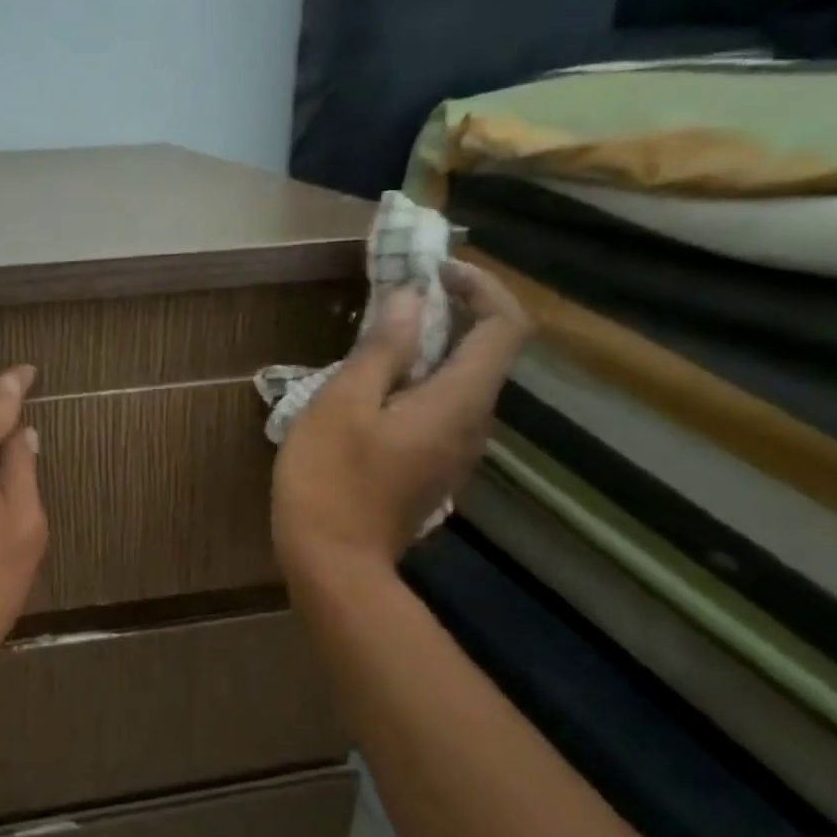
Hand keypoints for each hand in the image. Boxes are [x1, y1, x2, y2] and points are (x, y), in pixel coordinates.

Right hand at [273, 260, 532, 579]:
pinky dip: (416, 385)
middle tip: (391, 301)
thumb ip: (382, 349)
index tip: (433, 272)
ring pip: (459, 383)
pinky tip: (369, 394)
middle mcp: (473, 425)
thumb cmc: (331, 480)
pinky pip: (439, 411)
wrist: (334, 565)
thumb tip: (412, 299)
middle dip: (448, 314)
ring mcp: (455, 453)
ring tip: (372, 344)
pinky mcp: (433, 471)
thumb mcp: (343, 404)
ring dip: (428, 351)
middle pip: (484, 353)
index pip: (505, 325)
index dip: (481, 286)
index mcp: (459, 401)